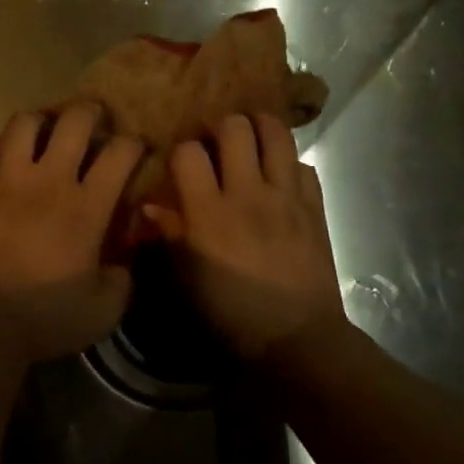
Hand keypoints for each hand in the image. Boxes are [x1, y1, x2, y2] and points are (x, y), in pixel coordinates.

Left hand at [0, 105, 144, 361]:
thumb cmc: (43, 318)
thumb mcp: (102, 311)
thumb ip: (121, 280)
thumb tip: (123, 263)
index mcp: (86, 206)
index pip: (119, 154)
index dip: (134, 143)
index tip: (137, 147)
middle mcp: (48, 181)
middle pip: (73, 122)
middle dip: (89, 112)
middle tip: (93, 116)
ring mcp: (4, 181)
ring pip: (22, 125)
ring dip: (39, 121)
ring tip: (44, 129)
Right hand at [144, 114, 345, 358]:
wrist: (296, 337)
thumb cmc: (232, 313)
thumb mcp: (187, 279)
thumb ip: (170, 235)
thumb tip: (149, 206)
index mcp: (209, 212)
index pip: (189, 153)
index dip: (181, 152)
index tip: (182, 165)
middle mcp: (248, 192)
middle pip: (234, 128)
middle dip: (220, 127)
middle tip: (217, 142)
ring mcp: (286, 195)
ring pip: (276, 133)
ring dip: (259, 127)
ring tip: (250, 138)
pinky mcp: (314, 205)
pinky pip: (303, 164)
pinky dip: (289, 163)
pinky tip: (280, 177)